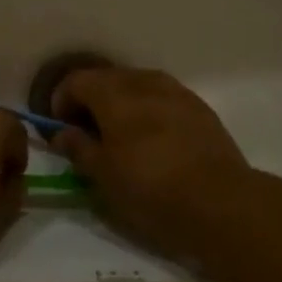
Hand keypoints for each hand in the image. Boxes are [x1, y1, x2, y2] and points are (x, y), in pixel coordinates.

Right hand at [52, 67, 254, 264]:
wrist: (221, 202)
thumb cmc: (150, 188)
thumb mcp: (102, 175)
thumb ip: (78, 147)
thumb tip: (61, 133)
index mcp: (114, 94)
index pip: (76, 81)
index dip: (61, 101)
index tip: (60, 128)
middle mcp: (144, 82)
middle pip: (107, 78)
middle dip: (91, 100)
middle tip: (86, 133)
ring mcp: (177, 92)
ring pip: (138, 86)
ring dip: (121, 103)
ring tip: (121, 136)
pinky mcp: (200, 109)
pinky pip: (163, 99)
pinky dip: (149, 110)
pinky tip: (153, 140)